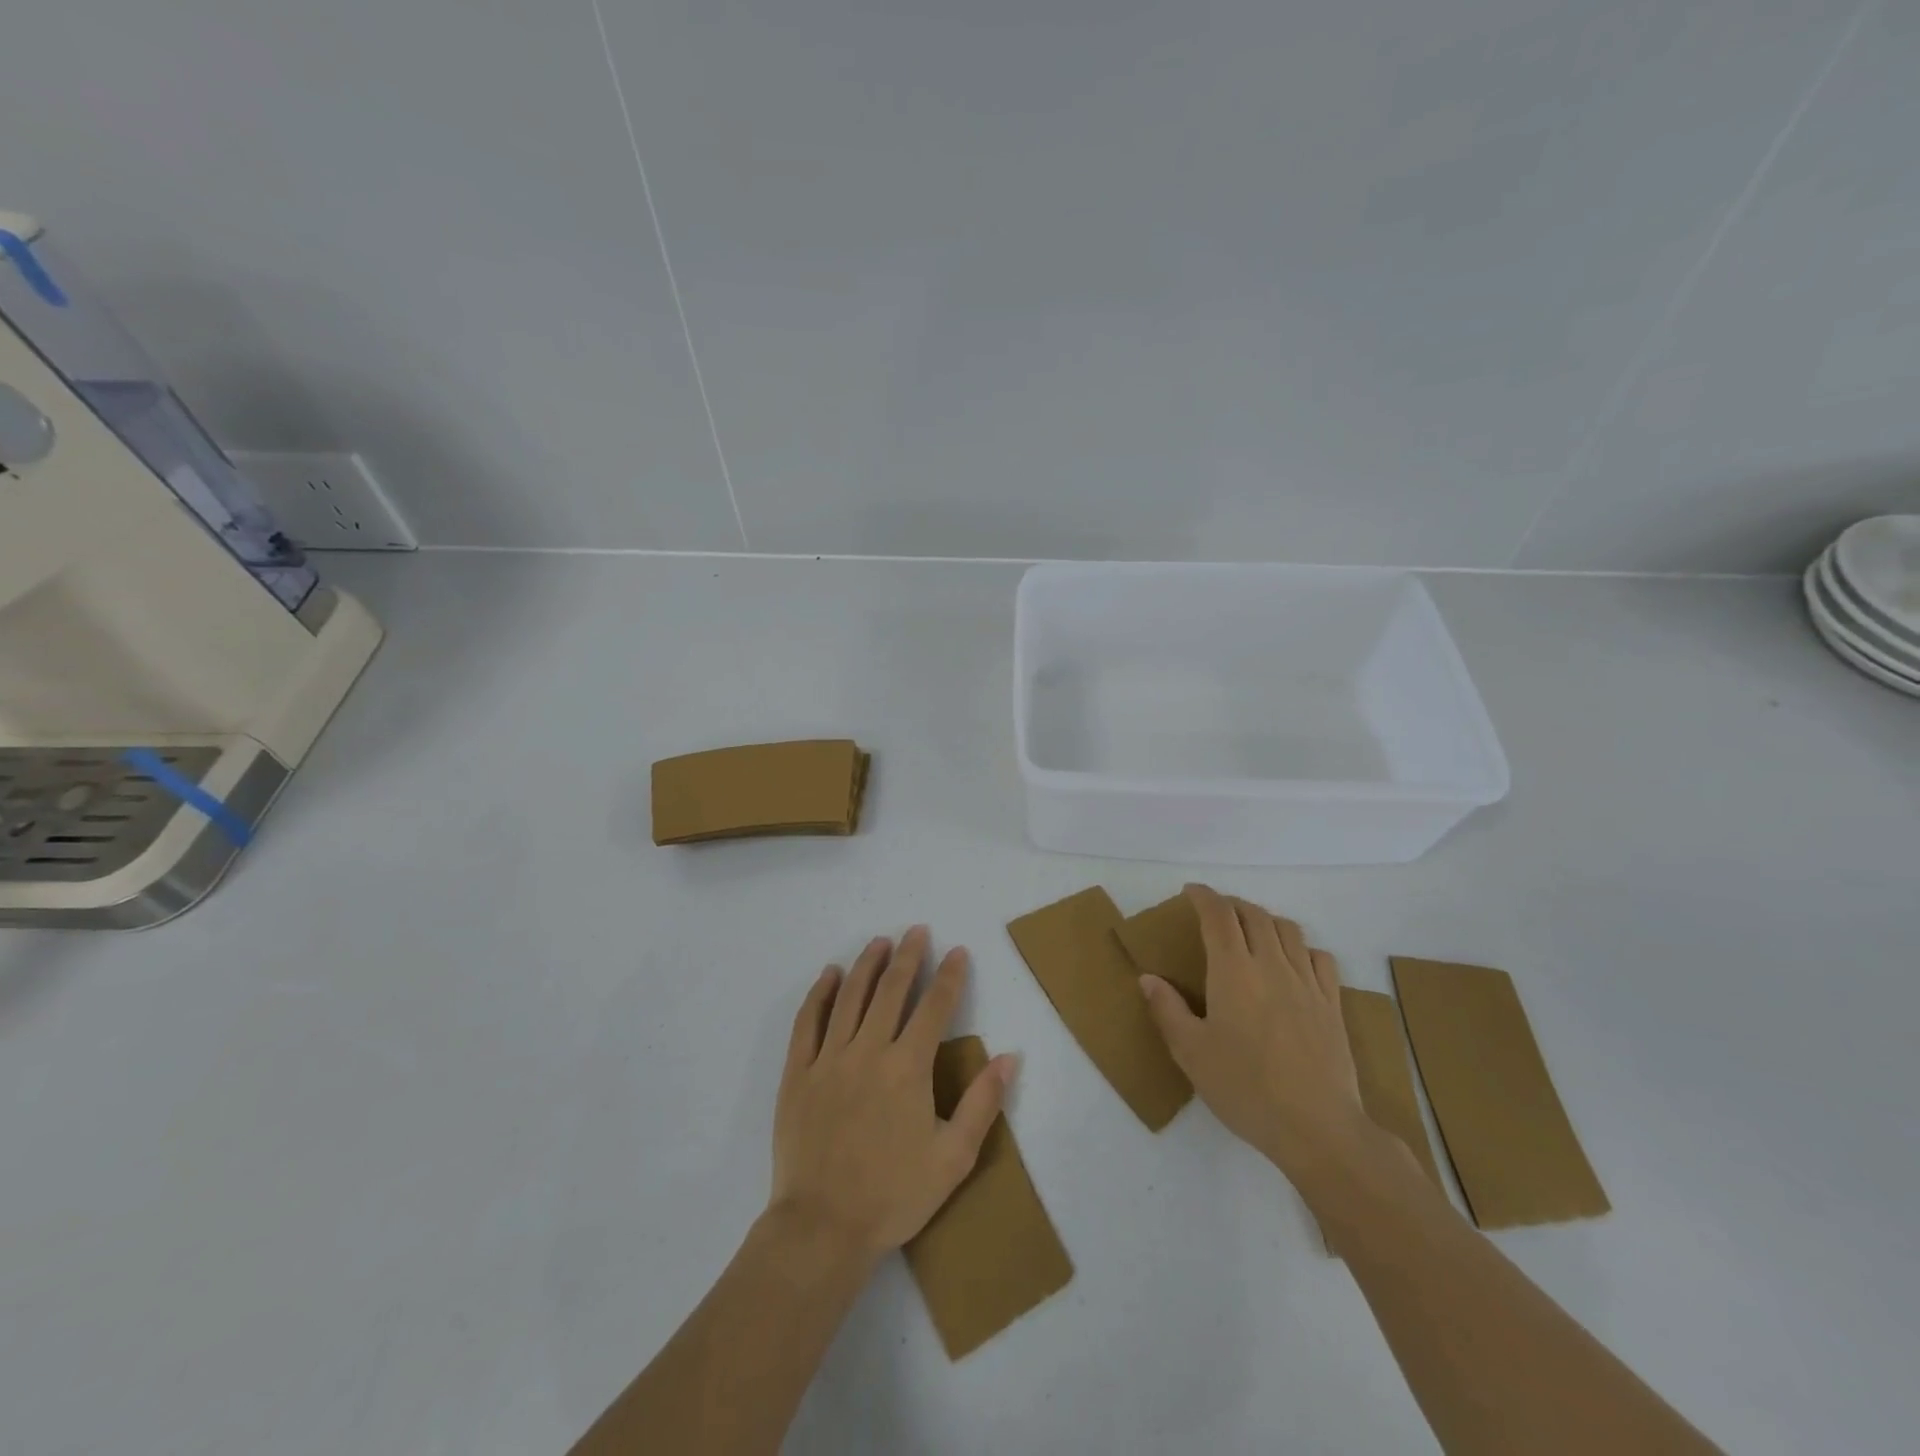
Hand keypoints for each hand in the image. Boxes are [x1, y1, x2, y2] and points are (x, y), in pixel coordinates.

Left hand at [768, 928, 1016, 1267]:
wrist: (822, 1227)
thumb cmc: (894, 1195)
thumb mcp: (953, 1158)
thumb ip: (983, 1103)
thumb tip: (1008, 1056)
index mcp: (908, 1067)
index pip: (934, 1007)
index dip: (949, 976)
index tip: (957, 951)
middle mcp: (869, 1050)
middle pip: (892, 990)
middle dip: (908, 955)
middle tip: (918, 931)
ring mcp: (829, 1058)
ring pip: (851, 996)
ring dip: (867, 964)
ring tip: (880, 941)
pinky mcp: (799, 1072)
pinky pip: (808, 1021)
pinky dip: (820, 993)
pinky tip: (830, 975)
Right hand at [1139, 884, 1368, 1183]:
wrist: (1317, 1127)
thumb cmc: (1245, 1088)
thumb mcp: (1191, 1053)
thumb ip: (1167, 1010)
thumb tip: (1148, 978)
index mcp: (1233, 971)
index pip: (1219, 915)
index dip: (1204, 896)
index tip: (1191, 891)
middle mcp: (1271, 965)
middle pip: (1254, 914)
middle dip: (1232, 905)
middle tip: (1215, 913)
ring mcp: (1307, 983)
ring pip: (1288, 930)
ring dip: (1265, 920)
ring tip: (1251, 931)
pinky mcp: (1332, 1004)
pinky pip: (1319, 958)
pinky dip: (1301, 947)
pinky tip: (1293, 962)